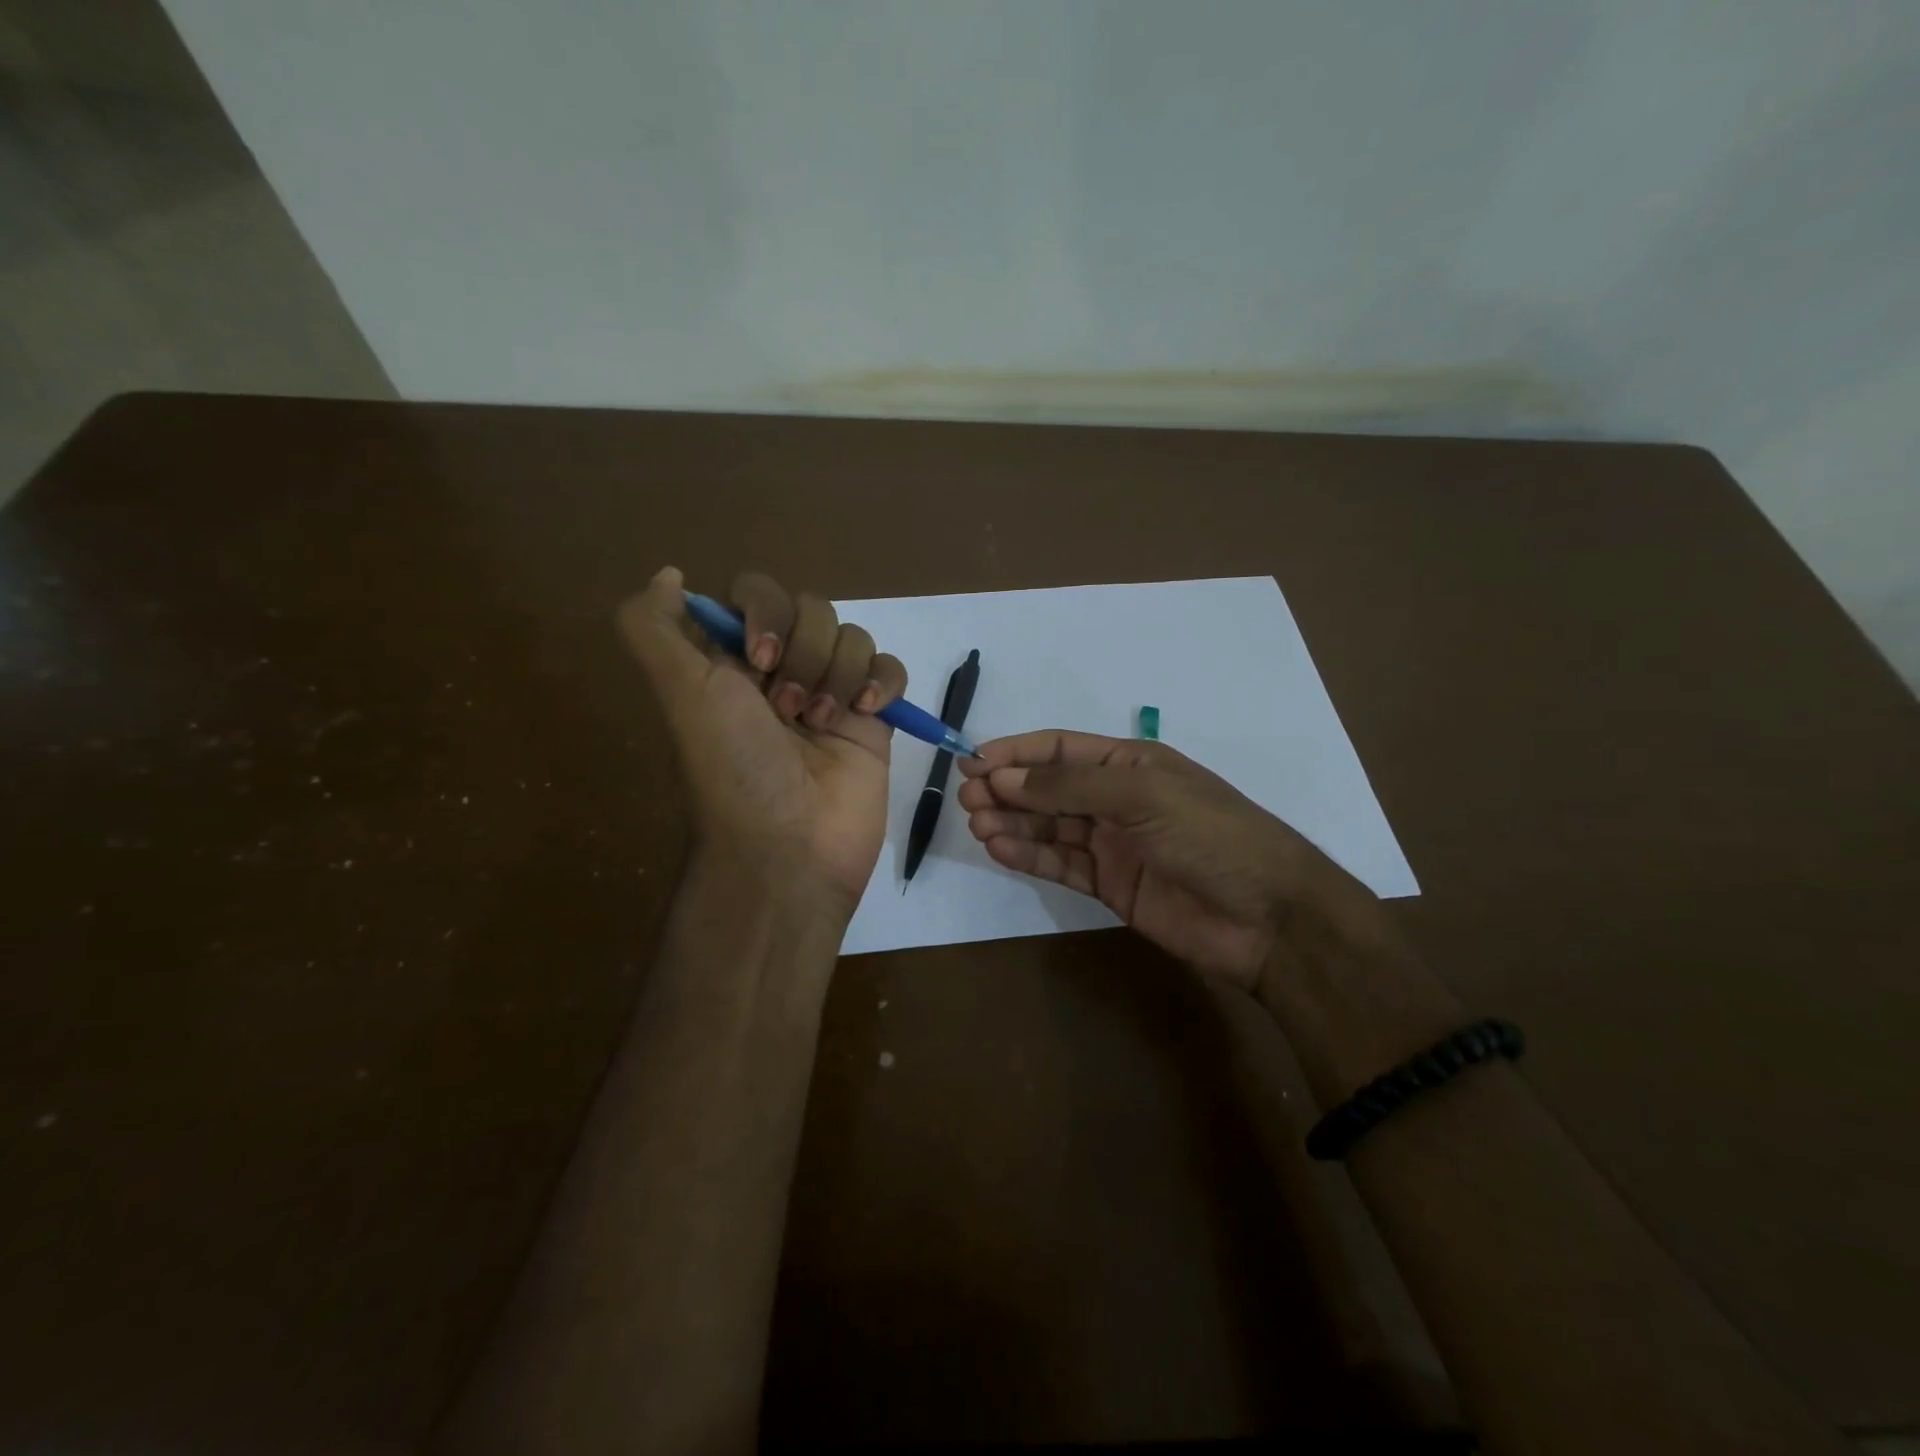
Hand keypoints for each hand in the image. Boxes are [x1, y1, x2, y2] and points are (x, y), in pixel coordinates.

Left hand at [617, 567, 906, 916]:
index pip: (759, 595)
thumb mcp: (679, 693)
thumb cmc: (734, 767)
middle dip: (804, 655)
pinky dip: (882, 682)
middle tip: (786, 709)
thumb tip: (669, 575)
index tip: (757, 661)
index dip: (766, 615)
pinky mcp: (874, 719)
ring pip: (853, 637)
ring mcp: (832, 694)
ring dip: (838, 676)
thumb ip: (654, 627)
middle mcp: (782, 671)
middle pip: (813, 610)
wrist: (792, 847)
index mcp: (734, 663)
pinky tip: (868, 713)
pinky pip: (890, 668)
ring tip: (822, 725)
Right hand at [957, 730, 1373, 991]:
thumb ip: (1070, 787)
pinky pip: (1061, 865)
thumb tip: (1003, 775)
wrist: (1268, 918)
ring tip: (978, 825)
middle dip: (1007, 789)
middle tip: (967, 799)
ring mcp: (1113, 843)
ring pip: (1050, 827)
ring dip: (1012, 823)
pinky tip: (1000, 850)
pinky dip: (1029, 856)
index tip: (972, 761)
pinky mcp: (1110, 885)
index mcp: (1129, 763)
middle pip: (1048, 788)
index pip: (1059, 750)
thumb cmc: (1210, 836)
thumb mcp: (1143, 796)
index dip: (1015, 753)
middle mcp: (1116, 798)